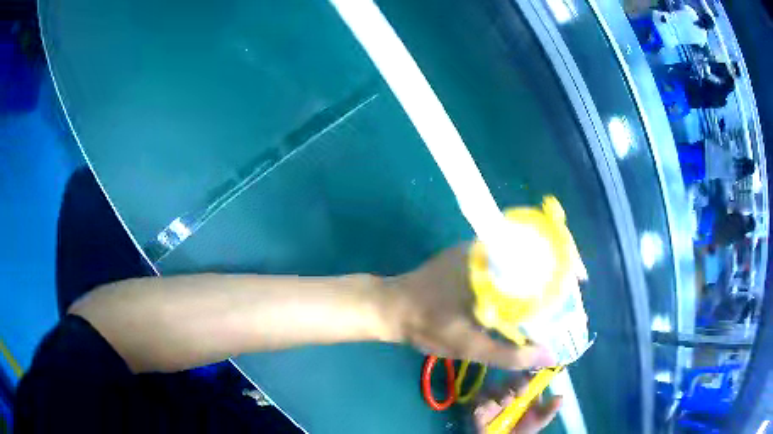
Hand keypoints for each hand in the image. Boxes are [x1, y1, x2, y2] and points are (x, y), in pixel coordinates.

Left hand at [380, 245, 554, 369]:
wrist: (390, 307)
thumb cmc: (427, 325)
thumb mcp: (468, 346)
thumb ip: (509, 354)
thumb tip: (548, 356)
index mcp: (490, 265)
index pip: (539, 253)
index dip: (565, 262)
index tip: (580, 281)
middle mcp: (486, 249)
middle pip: (533, 253)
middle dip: (556, 272)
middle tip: (569, 297)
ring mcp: (476, 250)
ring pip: (520, 256)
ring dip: (539, 273)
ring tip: (555, 296)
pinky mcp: (469, 256)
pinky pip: (505, 260)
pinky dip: (521, 274)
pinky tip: (527, 294)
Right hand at [474, 382, 561, 433]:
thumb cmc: (522, 430)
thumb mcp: (538, 421)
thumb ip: (548, 410)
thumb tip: (560, 397)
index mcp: (522, 390)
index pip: (526, 376)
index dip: (530, 374)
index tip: (536, 374)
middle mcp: (506, 391)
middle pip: (509, 379)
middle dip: (516, 383)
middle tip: (522, 391)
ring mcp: (490, 399)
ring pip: (493, 387)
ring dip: (501, 393)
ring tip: (507, 402)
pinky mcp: (476, 409)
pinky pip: (478, 401)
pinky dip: (485, 403)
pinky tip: (493, 407)